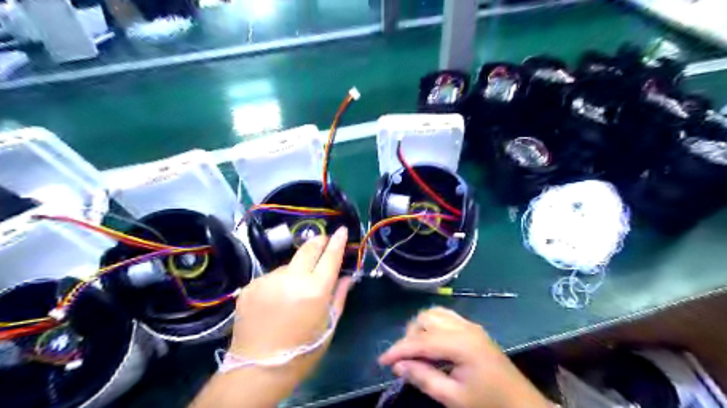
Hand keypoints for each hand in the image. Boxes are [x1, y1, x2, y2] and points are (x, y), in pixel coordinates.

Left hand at [227, 229, 351, 382]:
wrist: (257, 368)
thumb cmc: (302, 350)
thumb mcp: (328, 325)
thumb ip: (339, 296)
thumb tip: (347, 276)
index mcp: (314, 291)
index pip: (329, 257)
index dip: (337, 242)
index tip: (341, 230)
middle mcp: (290, 279)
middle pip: (307, 249)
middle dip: (318, 241)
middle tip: (324, 240)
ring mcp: (267, 280)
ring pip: (288, 265)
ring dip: (296, 269)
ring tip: (294, 290)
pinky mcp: (250, 285)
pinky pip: (271, 276)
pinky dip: (278, 282)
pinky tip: (276, 299)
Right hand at [381, 308, 551, 407]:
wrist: (522, 405)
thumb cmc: (488, 404)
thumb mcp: (454, 398)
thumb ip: (424, 378)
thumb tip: (398, 366)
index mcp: (461, 344)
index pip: (421, 341)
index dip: (398, 350)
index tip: (381, 361)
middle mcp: (464, 327)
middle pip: (425, 319)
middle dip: (410, 337)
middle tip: (405, 361)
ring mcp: (470, 325)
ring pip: (434, 313)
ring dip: (420, 328)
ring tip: (417, 351)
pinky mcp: (473, 328)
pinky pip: (445, 317)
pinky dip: (433, 326)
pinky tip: (433, 344)